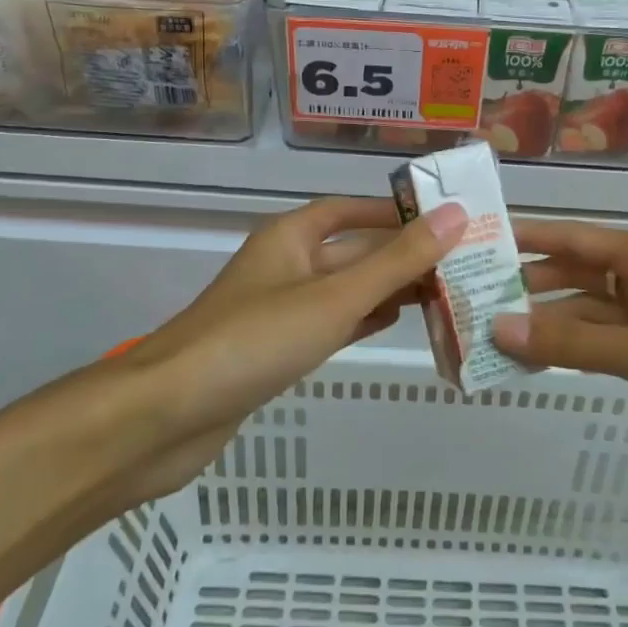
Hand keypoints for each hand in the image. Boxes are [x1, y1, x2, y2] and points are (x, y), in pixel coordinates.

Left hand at [98, 198, 464, 505]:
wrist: (167, 416)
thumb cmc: (254, 341)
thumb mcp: (335, 297)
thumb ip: (397, 261)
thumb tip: (455, 216)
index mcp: (291, 237)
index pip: (351, 210)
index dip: (395, 211)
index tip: (444, 218)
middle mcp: (285, 265)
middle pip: (352, 250)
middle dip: (401, 255)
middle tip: (460, 262)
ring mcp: (278, 309)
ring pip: (344, 289)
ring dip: (388, 288)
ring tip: (444, 291)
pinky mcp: (275, 350)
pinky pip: (330, 322)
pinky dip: (362, 319)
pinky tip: (396, 323)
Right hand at [495, 221, 627, 497]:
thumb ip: (573, 342)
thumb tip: (496, 327)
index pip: (570, 237)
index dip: (522, 237)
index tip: (472, 240)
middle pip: (574, 272)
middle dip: (526, 284)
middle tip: (469, 298)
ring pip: (588, 312)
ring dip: (547, 322)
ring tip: (490, 335)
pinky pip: (606, 344)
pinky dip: (574, 349)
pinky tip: (538, 361)